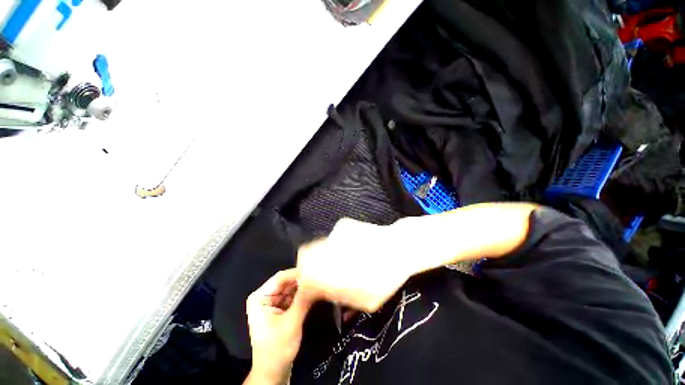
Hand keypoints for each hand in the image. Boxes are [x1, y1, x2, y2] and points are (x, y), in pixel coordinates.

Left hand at [245, 269, 312, 384]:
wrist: (274, 373)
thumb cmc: (277, 350)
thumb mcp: (291, 323)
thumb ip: (303, 300)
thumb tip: (315, 280)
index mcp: (260, 297)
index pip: (281, 277)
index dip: (298, 273)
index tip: (316, 269)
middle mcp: (266, 296)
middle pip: (287, 281)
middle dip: (303, 280)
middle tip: (321, 275)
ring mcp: (274, 302)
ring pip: (293, 288)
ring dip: (305, 287)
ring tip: (321, 281)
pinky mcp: (282, 308)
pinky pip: (295, 296)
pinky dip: (304, 295)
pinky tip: (315, 291)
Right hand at [297, 219, 412, 312]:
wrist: (400, 246)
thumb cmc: (386, 278)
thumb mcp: (366, 301)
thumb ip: (343, 299)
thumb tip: (330, 298)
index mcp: (330, 272)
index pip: (305, 278)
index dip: (305, 285)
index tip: (312, 289)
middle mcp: (326, 251)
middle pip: (304, 256)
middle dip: (308, 265)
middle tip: (322, 272)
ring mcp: (334, 234)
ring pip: (319, 245)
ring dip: (324, 253)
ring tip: (344, 257)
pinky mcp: (342, 224)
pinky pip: (334, 236)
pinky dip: (338, 243)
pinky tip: (354, 245)